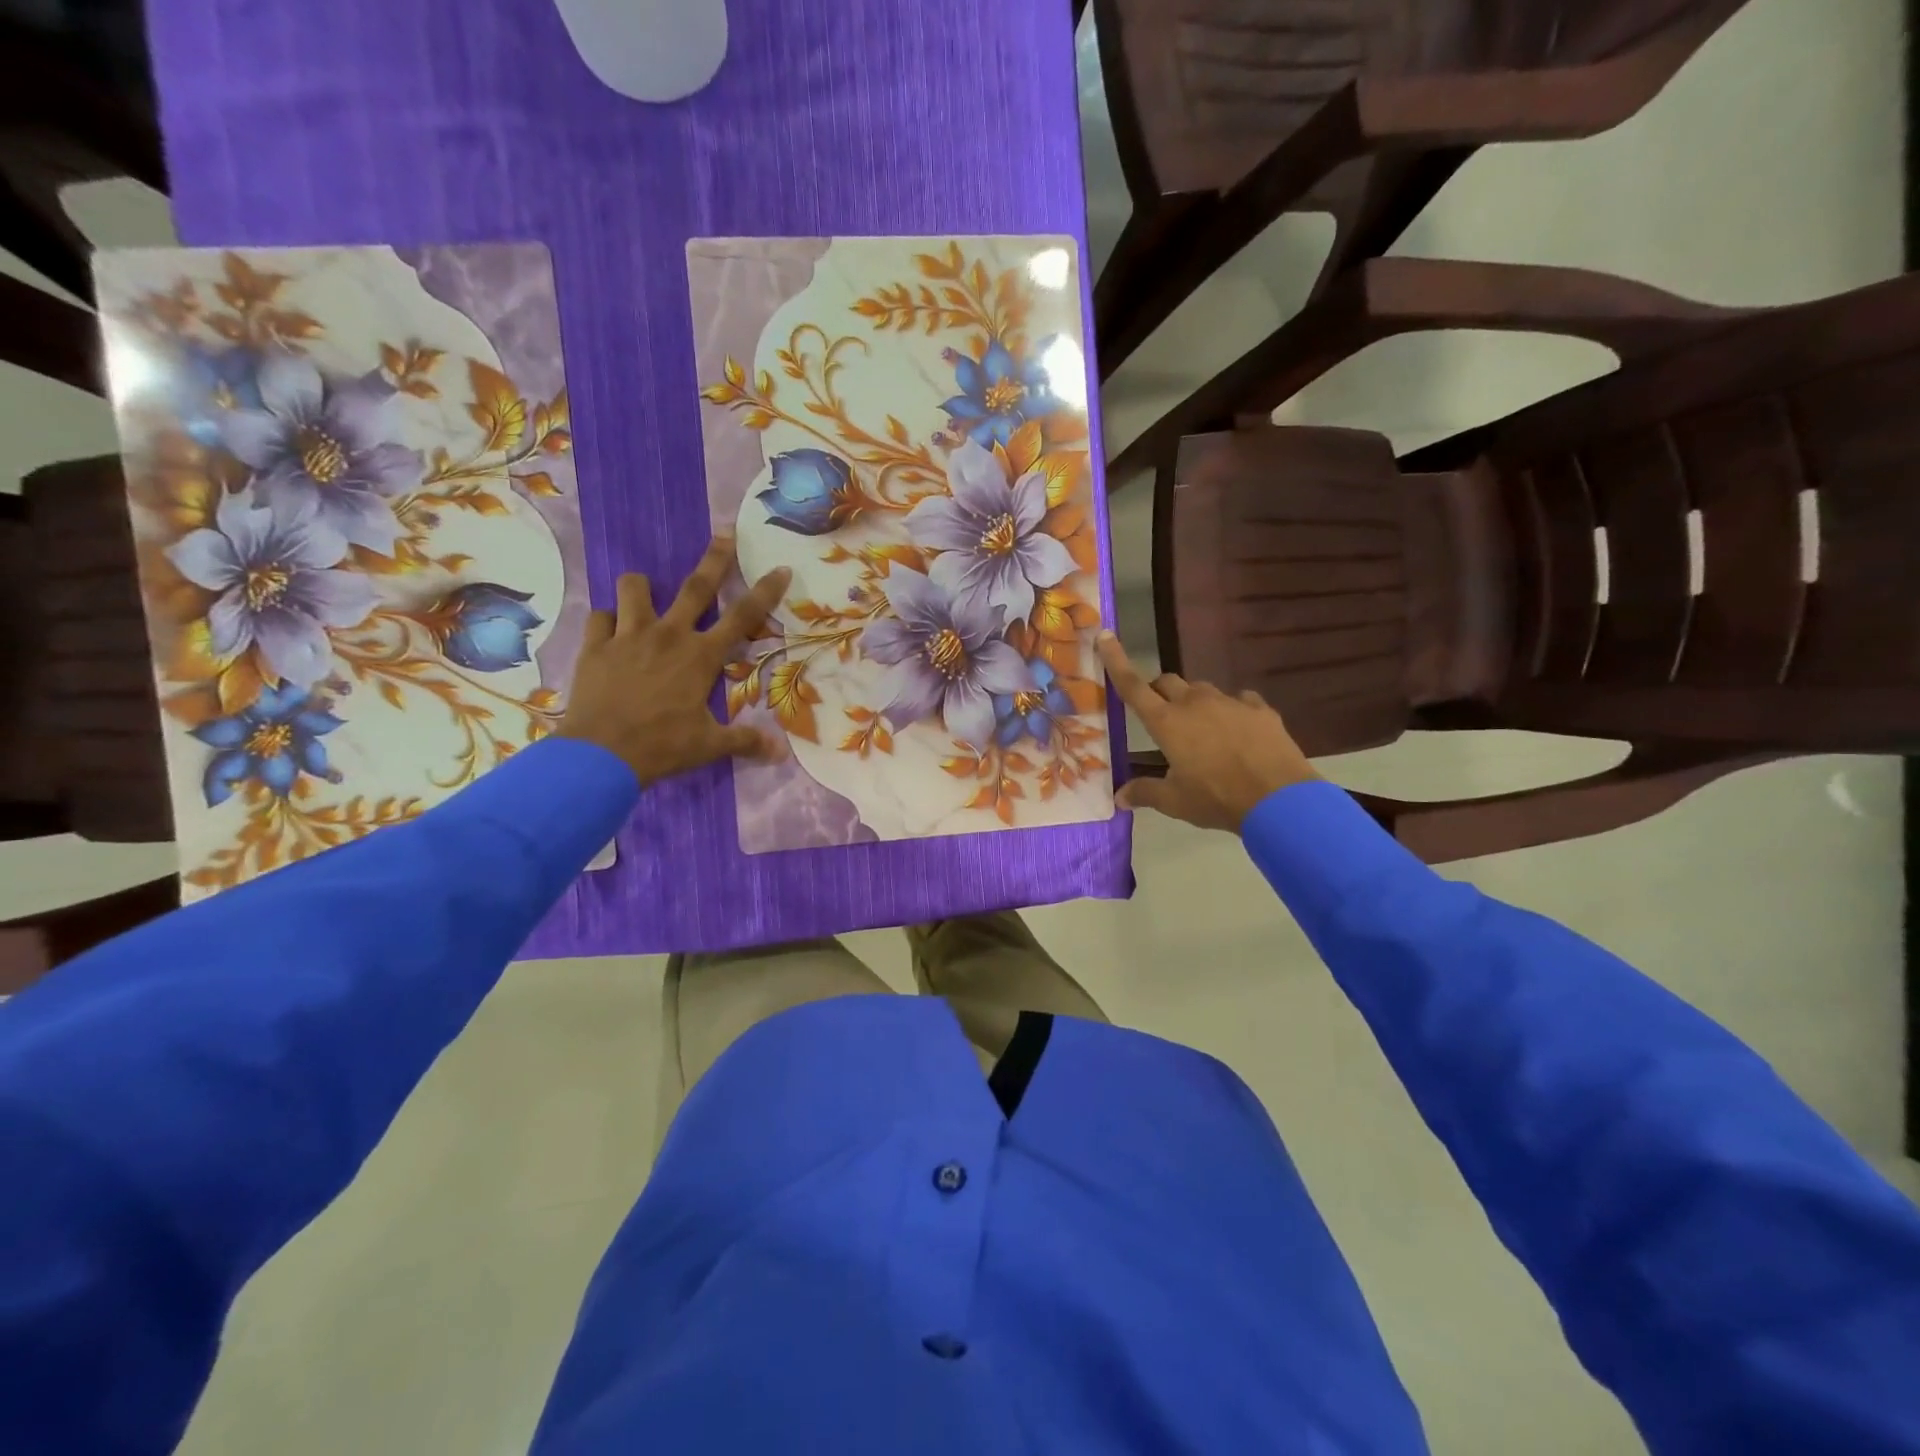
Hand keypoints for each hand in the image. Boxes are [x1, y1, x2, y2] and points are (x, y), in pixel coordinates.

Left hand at [558, 534, 791, 785]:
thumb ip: (745, 742)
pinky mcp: (595, 646)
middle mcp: (668, 635)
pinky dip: (607, 621)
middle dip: (714, 559)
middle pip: (695, 587)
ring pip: (634, 589)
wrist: (601, 754)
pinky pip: (600, 617)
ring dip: (642, 587)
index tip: (780, 568)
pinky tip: (611, 632)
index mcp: (701, 656)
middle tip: (724, 534)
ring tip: (645, 593)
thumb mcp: (709, 746)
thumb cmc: (663, 746)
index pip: (743, 617)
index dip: (765, 591)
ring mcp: (628, 636)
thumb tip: (781, 755)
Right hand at [1098, 632, 1316, 832]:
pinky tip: (1238, 731)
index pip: (1132, 685)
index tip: (1105, 636)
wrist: (1279, 799)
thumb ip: (1145, 792)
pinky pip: (1239, 700)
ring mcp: (1230, 702)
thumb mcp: (1175, 802)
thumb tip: (1119, 796)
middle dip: (1158, 692)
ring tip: (1202, 731)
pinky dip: (1231, 711)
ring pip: (1202, 690)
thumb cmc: (1217, 798)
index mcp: (1166, 722)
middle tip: (1160, 716)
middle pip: (1167, 682)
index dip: (1116, 661)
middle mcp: (1194, 703)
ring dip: (1194, 703)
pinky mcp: (1259, 709)